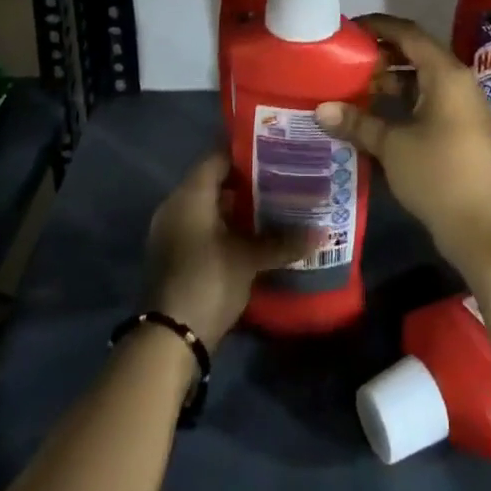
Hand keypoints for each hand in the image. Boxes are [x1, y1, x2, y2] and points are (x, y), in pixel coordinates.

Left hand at [142, 151, 312, 350]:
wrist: (169, 340)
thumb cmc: (208, 281)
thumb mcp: (249, 259)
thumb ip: (282, 241)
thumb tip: (321, 232)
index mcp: (190, 194)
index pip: (218, 157)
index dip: (247, 152)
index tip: (275, 151)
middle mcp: (176, 205)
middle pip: (214, 181)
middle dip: (247, 181)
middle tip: (282, 178)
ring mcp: (172, 231)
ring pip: (209, 206)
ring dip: (237, 207)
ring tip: (274, 205)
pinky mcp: (175, 254)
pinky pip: (202, 227)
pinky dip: (225, 227)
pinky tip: (253, 235)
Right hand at [315, 14, 490, 277]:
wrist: (480, 226)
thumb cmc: (436, 174)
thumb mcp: (391, 145)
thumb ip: (357, 122)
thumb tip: (320, 109)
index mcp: (446, 73)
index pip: (409, 33)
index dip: (379, 26)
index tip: (350, 28)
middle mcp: (459, 80)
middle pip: (417, 52)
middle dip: (383, 53)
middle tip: (350, 59)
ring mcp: (464, 104)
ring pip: (424, 77)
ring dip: (393, 78)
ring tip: (359, 85)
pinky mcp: (463, 125)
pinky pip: (431, 96)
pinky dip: (406, 97)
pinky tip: (379, 112)